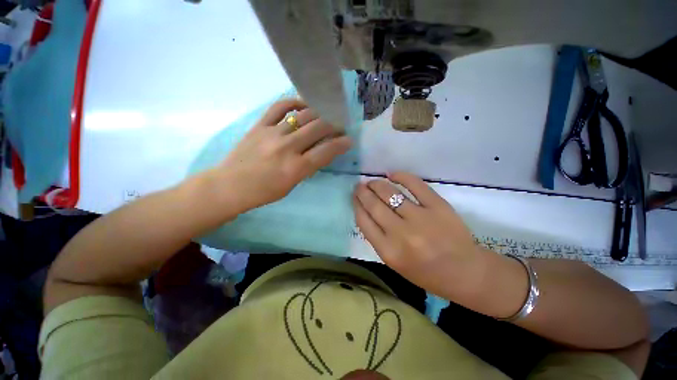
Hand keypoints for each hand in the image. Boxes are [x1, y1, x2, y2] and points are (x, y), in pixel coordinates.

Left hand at [211, 99, 351, 211]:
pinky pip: (279, 107)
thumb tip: (321, 152)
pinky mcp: (259, 125)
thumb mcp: (292, 185)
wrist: (230, 186)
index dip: (341, 144)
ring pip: (303, 115)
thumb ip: (308, 167)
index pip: (326, 151)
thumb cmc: (264, 192)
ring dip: (320, 113)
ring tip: (326, 114)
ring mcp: (272, 133)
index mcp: (296, 168)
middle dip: (334, 125)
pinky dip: (294, 102)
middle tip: (340, 125)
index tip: (349, 140)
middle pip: (318, 128)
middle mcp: (287, 148)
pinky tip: (303, 105)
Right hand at [353, 172, 488, 298]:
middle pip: (374, 205)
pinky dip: (401, 176)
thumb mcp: (394, 262)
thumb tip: (366, 212)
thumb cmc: (426, 272)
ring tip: (372, 181)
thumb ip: (378, 238)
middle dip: (362, 192)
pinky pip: (415, 185)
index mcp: (389, 251)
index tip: (354, 197)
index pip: (364, 221)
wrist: (465, 272)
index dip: (356, 205)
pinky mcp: (438, 206)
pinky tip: (392, 174)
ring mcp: (420, 218)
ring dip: (376, 184)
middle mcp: (401, 234)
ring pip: (390, 193)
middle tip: (359, 185)